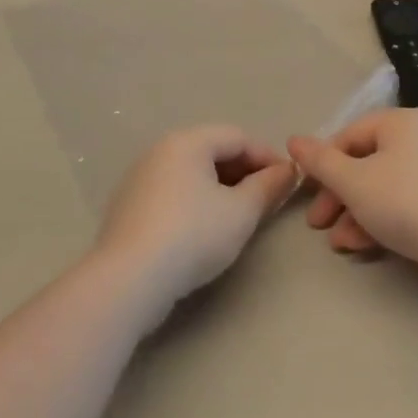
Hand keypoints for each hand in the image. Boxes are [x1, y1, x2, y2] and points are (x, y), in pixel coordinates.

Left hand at [96, 125, 295, 316]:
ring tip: (239, 216)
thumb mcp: (241, 213)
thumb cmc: (192, 236)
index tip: (288, 182)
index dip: (267, 157)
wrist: (128, 280)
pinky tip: (204, 230)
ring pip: (191, 173)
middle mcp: (161, 150)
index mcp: (188, 141)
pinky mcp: (128, 206)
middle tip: (267, 200)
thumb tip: (287, 171)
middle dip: (244, 172)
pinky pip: (172, 192)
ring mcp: (140, 177)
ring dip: (220, 188)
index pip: (238, 137)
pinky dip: (195, 202)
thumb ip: (268, 187)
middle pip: (212, 151)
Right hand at [288, 108, 417, 280]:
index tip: (307, 194)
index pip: (350, 135)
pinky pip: (406, 202)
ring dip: (356, 213)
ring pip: (384, 186)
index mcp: (402, 122)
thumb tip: (293, 140)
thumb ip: (320, 162)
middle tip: (318, 224)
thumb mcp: (354, 182)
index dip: (323, 164)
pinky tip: (363, 246)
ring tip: (339, 243)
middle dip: (339, 195)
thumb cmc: (406, 203)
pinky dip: (382, 220)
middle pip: (367, 162)